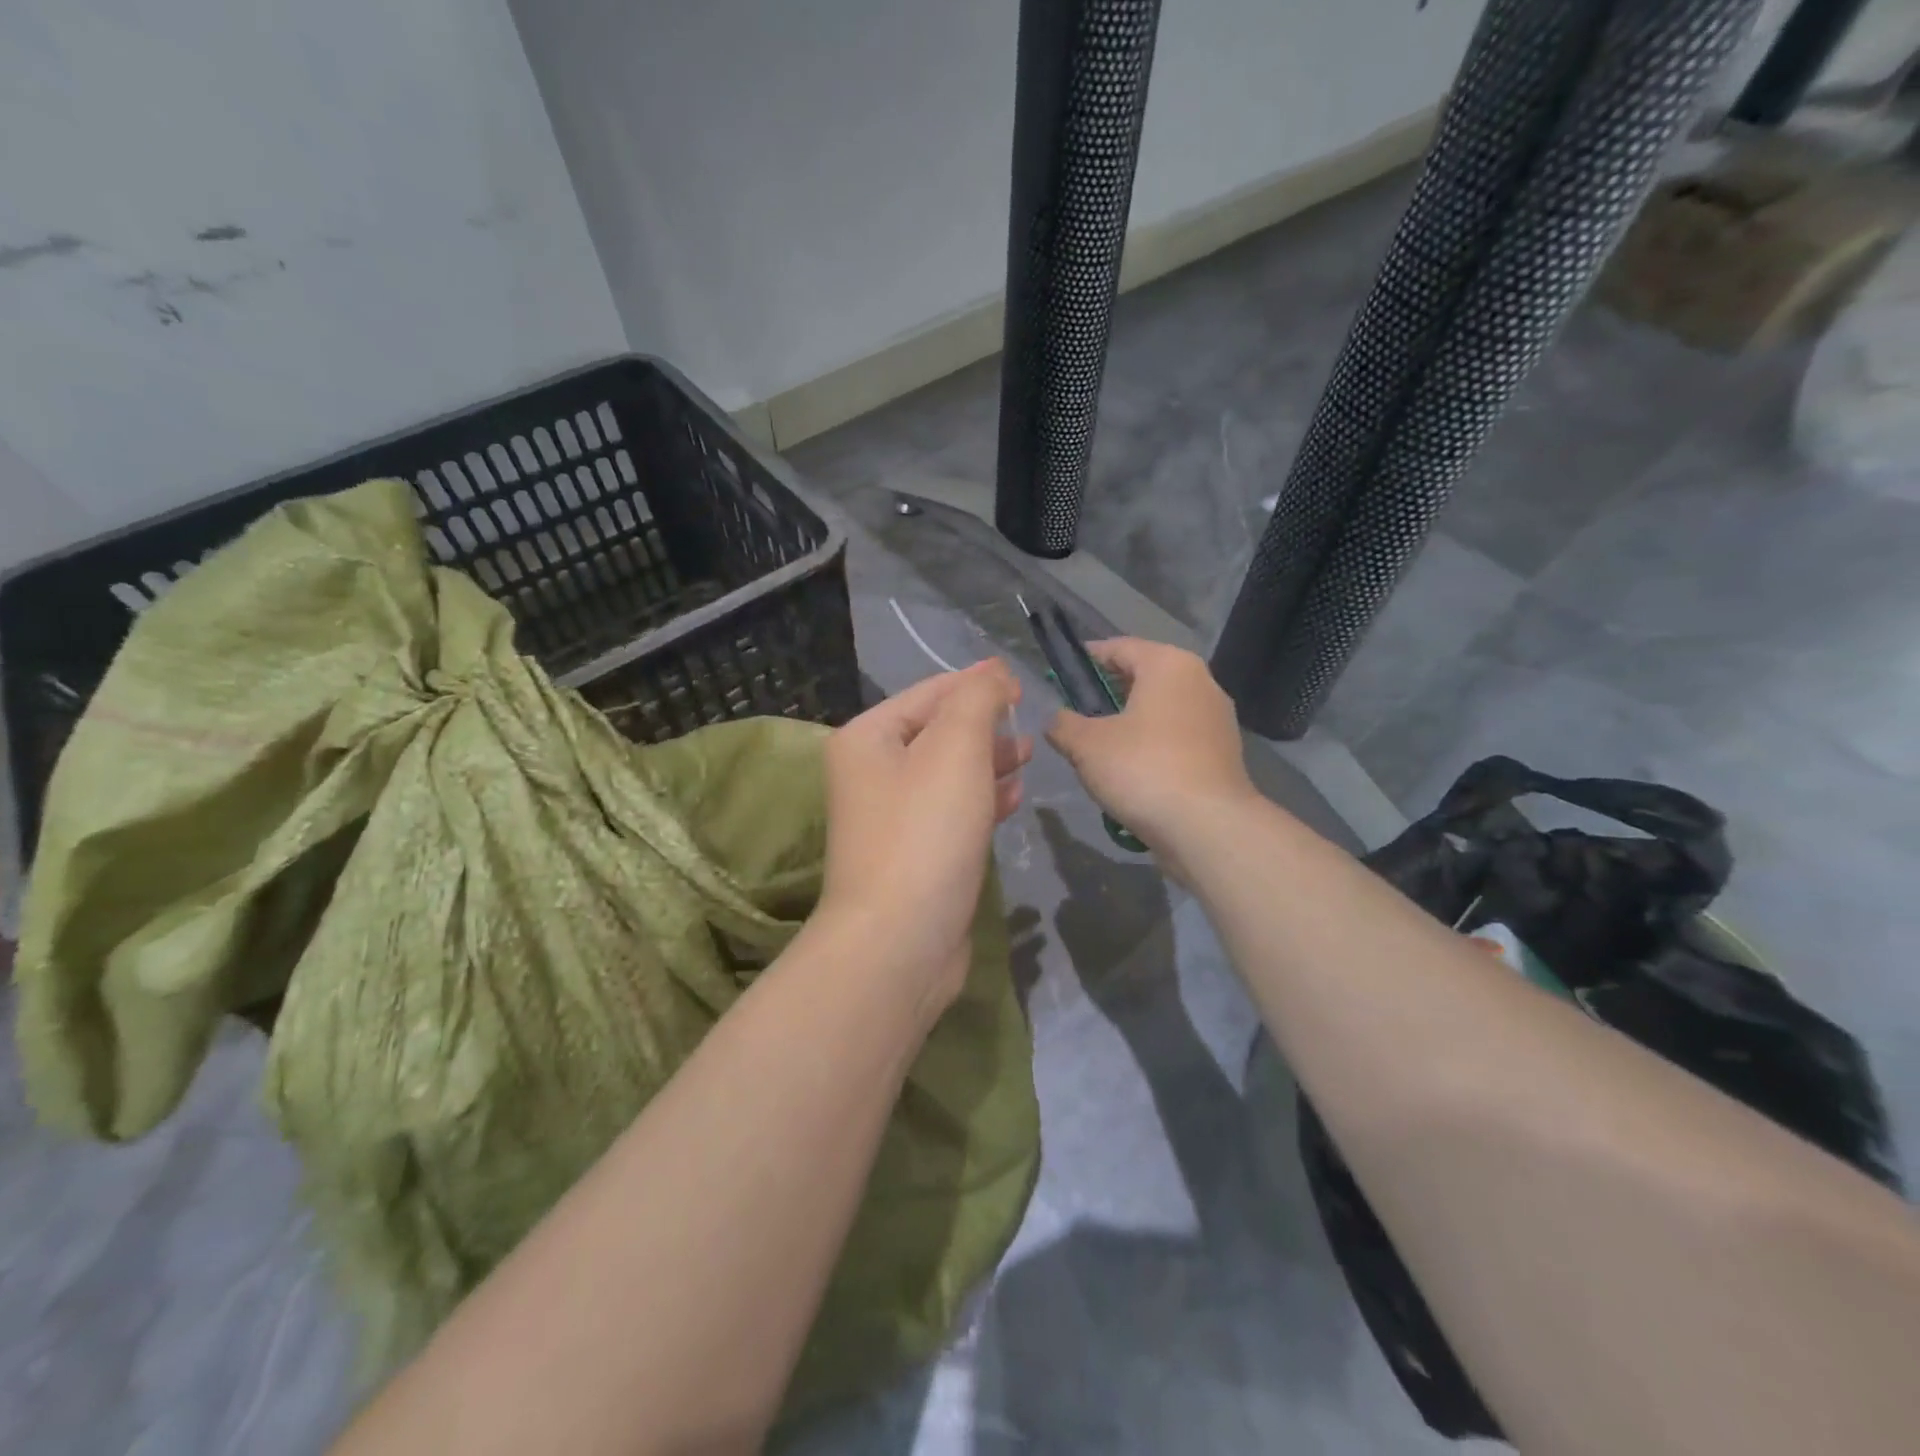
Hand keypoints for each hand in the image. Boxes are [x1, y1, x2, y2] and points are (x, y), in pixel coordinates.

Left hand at [817, 661, 1029, 1013]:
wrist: (900, 941)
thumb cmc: (925, 832)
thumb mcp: (955, 748)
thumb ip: (977, 700)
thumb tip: (993, 674)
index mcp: (868, 738)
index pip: (930, 692)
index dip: (978, 683)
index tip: (1022, 683)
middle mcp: (871, 773)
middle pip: (938, 732)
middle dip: (985, 724)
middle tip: (1028, 725)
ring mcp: (892, 818)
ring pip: (948, 773)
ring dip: (989, 761)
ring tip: (1029, 756)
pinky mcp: (915, 855)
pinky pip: (952, 812)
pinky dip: (983, 800)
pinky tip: (1014, 799)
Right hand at [1043, 639, 1256, 860]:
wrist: (1207, 826)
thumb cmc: (1143, 769)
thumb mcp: (1086, 745)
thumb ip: (1063, 724)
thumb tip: (1056, 721)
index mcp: (1168, 664)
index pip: (1119, 647)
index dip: (1087, 658)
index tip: (1061, 675)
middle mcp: (1200, 681)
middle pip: (1144, 677)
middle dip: (1108, 692)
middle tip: (1077, 714)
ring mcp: (1217, 718)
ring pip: (1162, 709)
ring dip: (1131, 722)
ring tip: (1100, 747)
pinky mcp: (1224, 752)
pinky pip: (1178, 737)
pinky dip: (1154, 745)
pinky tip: (1133, 771)